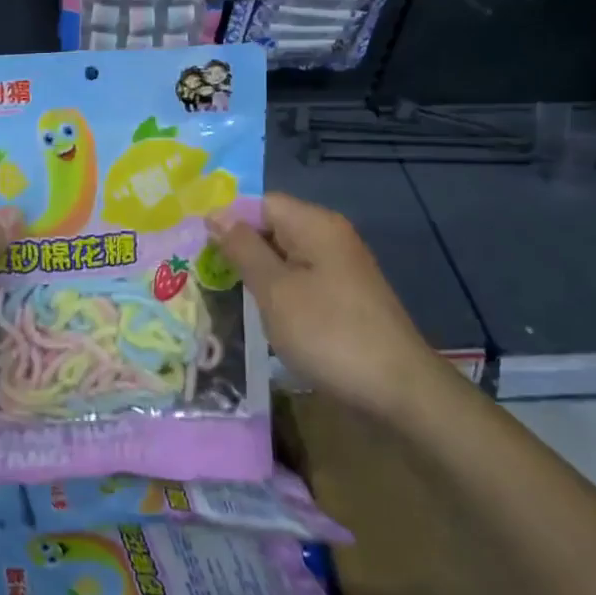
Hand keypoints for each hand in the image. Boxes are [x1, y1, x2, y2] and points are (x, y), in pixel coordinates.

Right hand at [206, 192, 438, 419]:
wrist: (398, 391)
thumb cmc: (328, 333)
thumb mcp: (275, 290)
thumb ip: (243, 249)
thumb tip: (216, 214)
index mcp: (315, 225)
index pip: (260, 203)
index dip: (228, 221)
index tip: (197, 248)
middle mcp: (329, 238)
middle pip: (272, 228)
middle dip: (238, 248)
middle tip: (202, 274)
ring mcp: (339, 269)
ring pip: (284, 258)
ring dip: (255, 274)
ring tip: (222, 295)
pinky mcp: (343, 298)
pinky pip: (300, 281)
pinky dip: (277, 293)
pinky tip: (258, 316)